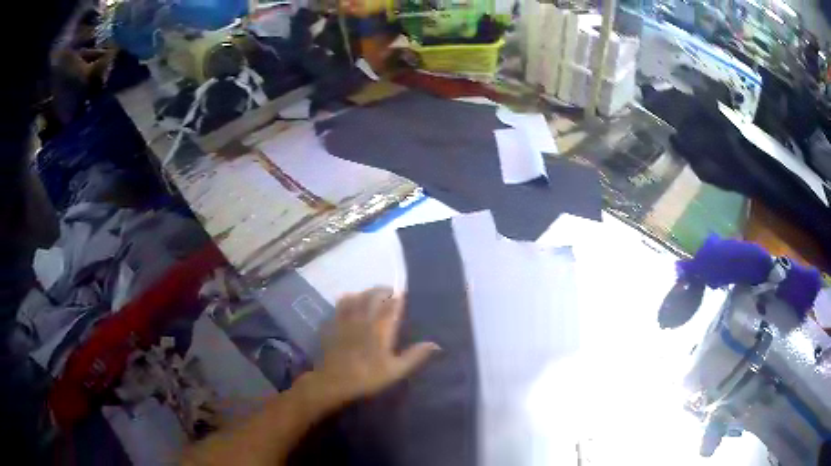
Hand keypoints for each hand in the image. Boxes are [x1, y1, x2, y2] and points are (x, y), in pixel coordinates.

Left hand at [311, 287, 439, 407]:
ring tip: (370, 295)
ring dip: (365, 293)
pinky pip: (340, 305)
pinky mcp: (332, 324)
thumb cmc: (368, 377)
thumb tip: (436, 344)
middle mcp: (364, 318)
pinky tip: (348, 303)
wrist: (334, 382)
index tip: (403, 295)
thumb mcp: (396, 370)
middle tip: (389, 292)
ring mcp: (346, 319)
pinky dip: (347, 300)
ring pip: (356, 296)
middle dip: (382, 291)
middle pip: (373, 295)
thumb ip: (415, 355)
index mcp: (381, 328)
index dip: (398, 297)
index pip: (392, 304)